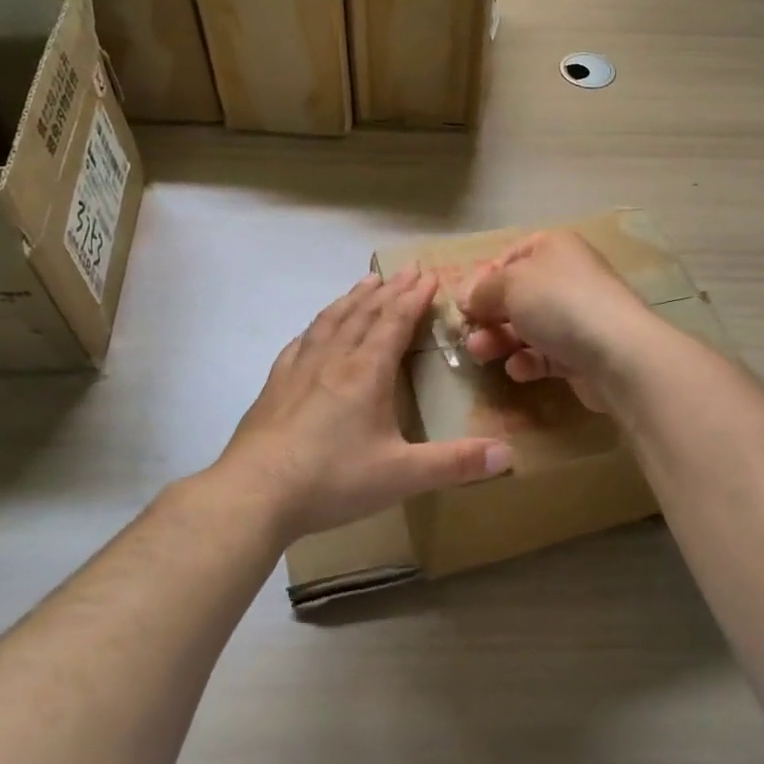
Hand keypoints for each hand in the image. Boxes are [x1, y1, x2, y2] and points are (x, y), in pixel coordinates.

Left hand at [218, 269, 512, 542]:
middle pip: (365, 313)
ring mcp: (299, 369)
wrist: (254, 494)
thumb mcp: (402, 475)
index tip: (428, 274)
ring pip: (331, 321)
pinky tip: (315, 328)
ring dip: (353, 298)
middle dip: (389, 289)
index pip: (394, 322)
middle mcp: (334, 359)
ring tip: (366, 282)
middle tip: (406, 269)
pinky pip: (301, 342)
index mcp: (366, 372)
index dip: (413, 297)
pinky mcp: (275, 385)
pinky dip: (317, 325)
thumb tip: (509, 455)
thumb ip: (455, 464)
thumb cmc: (332, 479)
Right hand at [458, 231, 651, 412]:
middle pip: (517, 294)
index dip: (483, 278)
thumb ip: (482, 290)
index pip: (509, 256)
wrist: (617, 352)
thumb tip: (467, 298)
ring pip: (529, 326)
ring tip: (480, 354)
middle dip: (488, 314)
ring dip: (500, 340)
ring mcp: (578, 316)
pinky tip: (518, 369)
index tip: (462, 303)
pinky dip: (528, 361)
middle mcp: (568, 277)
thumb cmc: (558, 302)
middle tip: (466, 334)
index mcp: (554, 248)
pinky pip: (546, 354)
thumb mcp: (509, 284)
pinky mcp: (583, 352)